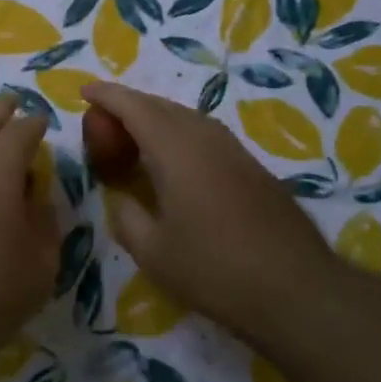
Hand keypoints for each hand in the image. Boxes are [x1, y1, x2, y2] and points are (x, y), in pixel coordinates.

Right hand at [80, 81, 350, 343]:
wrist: (297, 289)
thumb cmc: (214, 270)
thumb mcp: (152, 252)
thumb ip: (126, 217)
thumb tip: (120, 198)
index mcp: (176, 149)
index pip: (134, 107)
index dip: (107, 96)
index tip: (84, 91)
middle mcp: (205, 137)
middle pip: (161, 106)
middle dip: (129, 105)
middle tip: (102, 120)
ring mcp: (234, 150)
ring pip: (186, 118)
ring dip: (155, 118)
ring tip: (133, 136)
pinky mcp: (252, 167)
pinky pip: (205, 134)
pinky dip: (178, 134)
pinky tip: (174, 160)